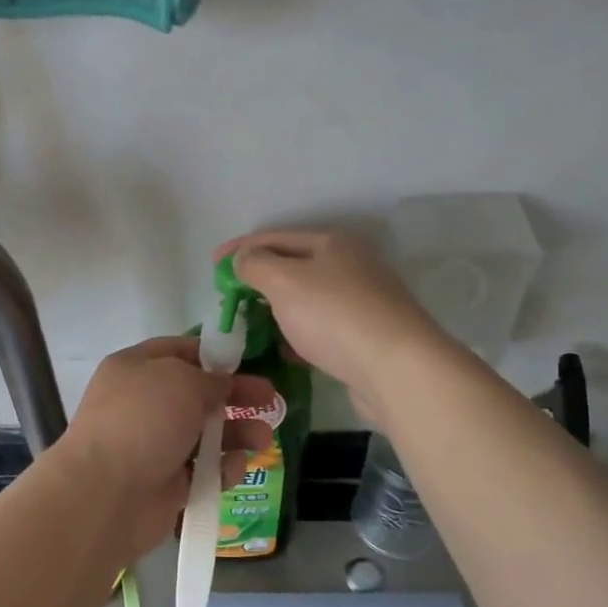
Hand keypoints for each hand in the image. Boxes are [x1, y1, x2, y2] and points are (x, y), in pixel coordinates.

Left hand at [55, 336, 276, 563]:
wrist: (107, 494)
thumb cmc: (143, 421)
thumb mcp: (182, 381)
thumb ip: (211, 378)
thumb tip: (222, 385)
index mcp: (136, 368)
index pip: (181, 351)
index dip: (215, 356)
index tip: (249, 363)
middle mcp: (144, 403)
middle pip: (199, 394)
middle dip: (237, 397)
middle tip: (272, 402)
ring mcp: (155, 445)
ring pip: (207, 434)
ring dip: (238, 434)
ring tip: (262, 439)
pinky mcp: (167, 483)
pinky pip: (203, 470)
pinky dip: (222, 469)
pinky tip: (234, 468)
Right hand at [221, 228, 448, 426]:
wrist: (396, 369)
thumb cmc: (334, 316)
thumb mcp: (284, 282)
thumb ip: (256, 265)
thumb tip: (243, 259)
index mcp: (333, 243)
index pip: (275, 237)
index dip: (240, 249)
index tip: (212, 265)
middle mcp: (351, 266)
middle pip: (294, 267)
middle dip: (259, 280)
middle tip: (230, 297)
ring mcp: (363, 302)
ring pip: (308, 300)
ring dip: (278, 309)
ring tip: (251, 324)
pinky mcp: (367, 337)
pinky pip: (322, 328)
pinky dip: (299, 334)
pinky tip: (285, 350)